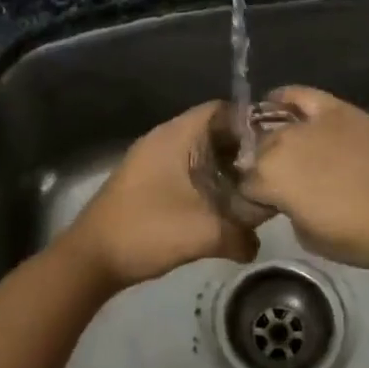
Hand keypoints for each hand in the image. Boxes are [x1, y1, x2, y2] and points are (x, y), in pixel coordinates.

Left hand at [62, 102, 259, 289]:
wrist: (91, 258)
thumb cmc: (147, 231)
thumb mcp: (203, 233)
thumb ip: (241, 234)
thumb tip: (257, 243)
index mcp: (177, 135)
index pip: (223, 109)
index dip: (252, 123)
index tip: (276, 145)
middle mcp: (164, 138)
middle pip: (213, 130)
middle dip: (242, 149)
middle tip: (269, 172)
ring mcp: (152, 158)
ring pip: (199, 151)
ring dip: (224, 167)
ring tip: (251, 190)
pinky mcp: (146, 179)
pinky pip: (185, 168)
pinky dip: (206, 180)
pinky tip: (221, 205)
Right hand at [237, 86, 368, 268]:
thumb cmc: (366, 233)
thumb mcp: (314, 240)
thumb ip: (291, 214)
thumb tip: (290, 201)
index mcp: (270, 180)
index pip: (244, 187)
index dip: (252, 200)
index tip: (265, 210)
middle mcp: (280, 145)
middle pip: (256, 153)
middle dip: (260, 169)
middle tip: (279, 186)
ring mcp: (307, 123)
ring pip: (273, 127)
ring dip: (272, 141)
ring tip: (281, 152)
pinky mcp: (333, 108)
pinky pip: (299, 95)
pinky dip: (285, 98)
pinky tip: (277, 102)